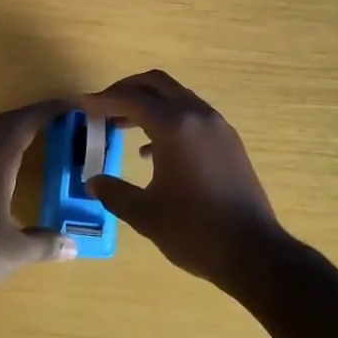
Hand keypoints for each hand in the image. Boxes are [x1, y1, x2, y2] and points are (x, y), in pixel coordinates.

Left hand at [0, 98, 76, 309]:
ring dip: (5, 136)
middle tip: (52, 121)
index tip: (68, 104)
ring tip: (26, 145)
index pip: (25, 121)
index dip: (48, 110)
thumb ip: (44, 243)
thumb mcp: (13, 251)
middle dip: (28, 119)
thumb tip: (72, 246)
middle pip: (3, 124)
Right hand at [83, 70, 283, 288]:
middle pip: (157, 84)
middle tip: (104, 105)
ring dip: (149, 105)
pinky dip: (169, 120)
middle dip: (127, 90)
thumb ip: (114, 192)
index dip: (103, 99)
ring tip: (123, 127)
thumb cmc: (194, 230)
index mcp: (174, 125)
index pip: (131, 99)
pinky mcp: (229, 142)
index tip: (83, 104)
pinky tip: (153, 152)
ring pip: (177, 98)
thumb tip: (92, 182)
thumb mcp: (144, 213)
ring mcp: (218, 127)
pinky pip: (192, 116)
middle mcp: (197, 115)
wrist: (254, 253)